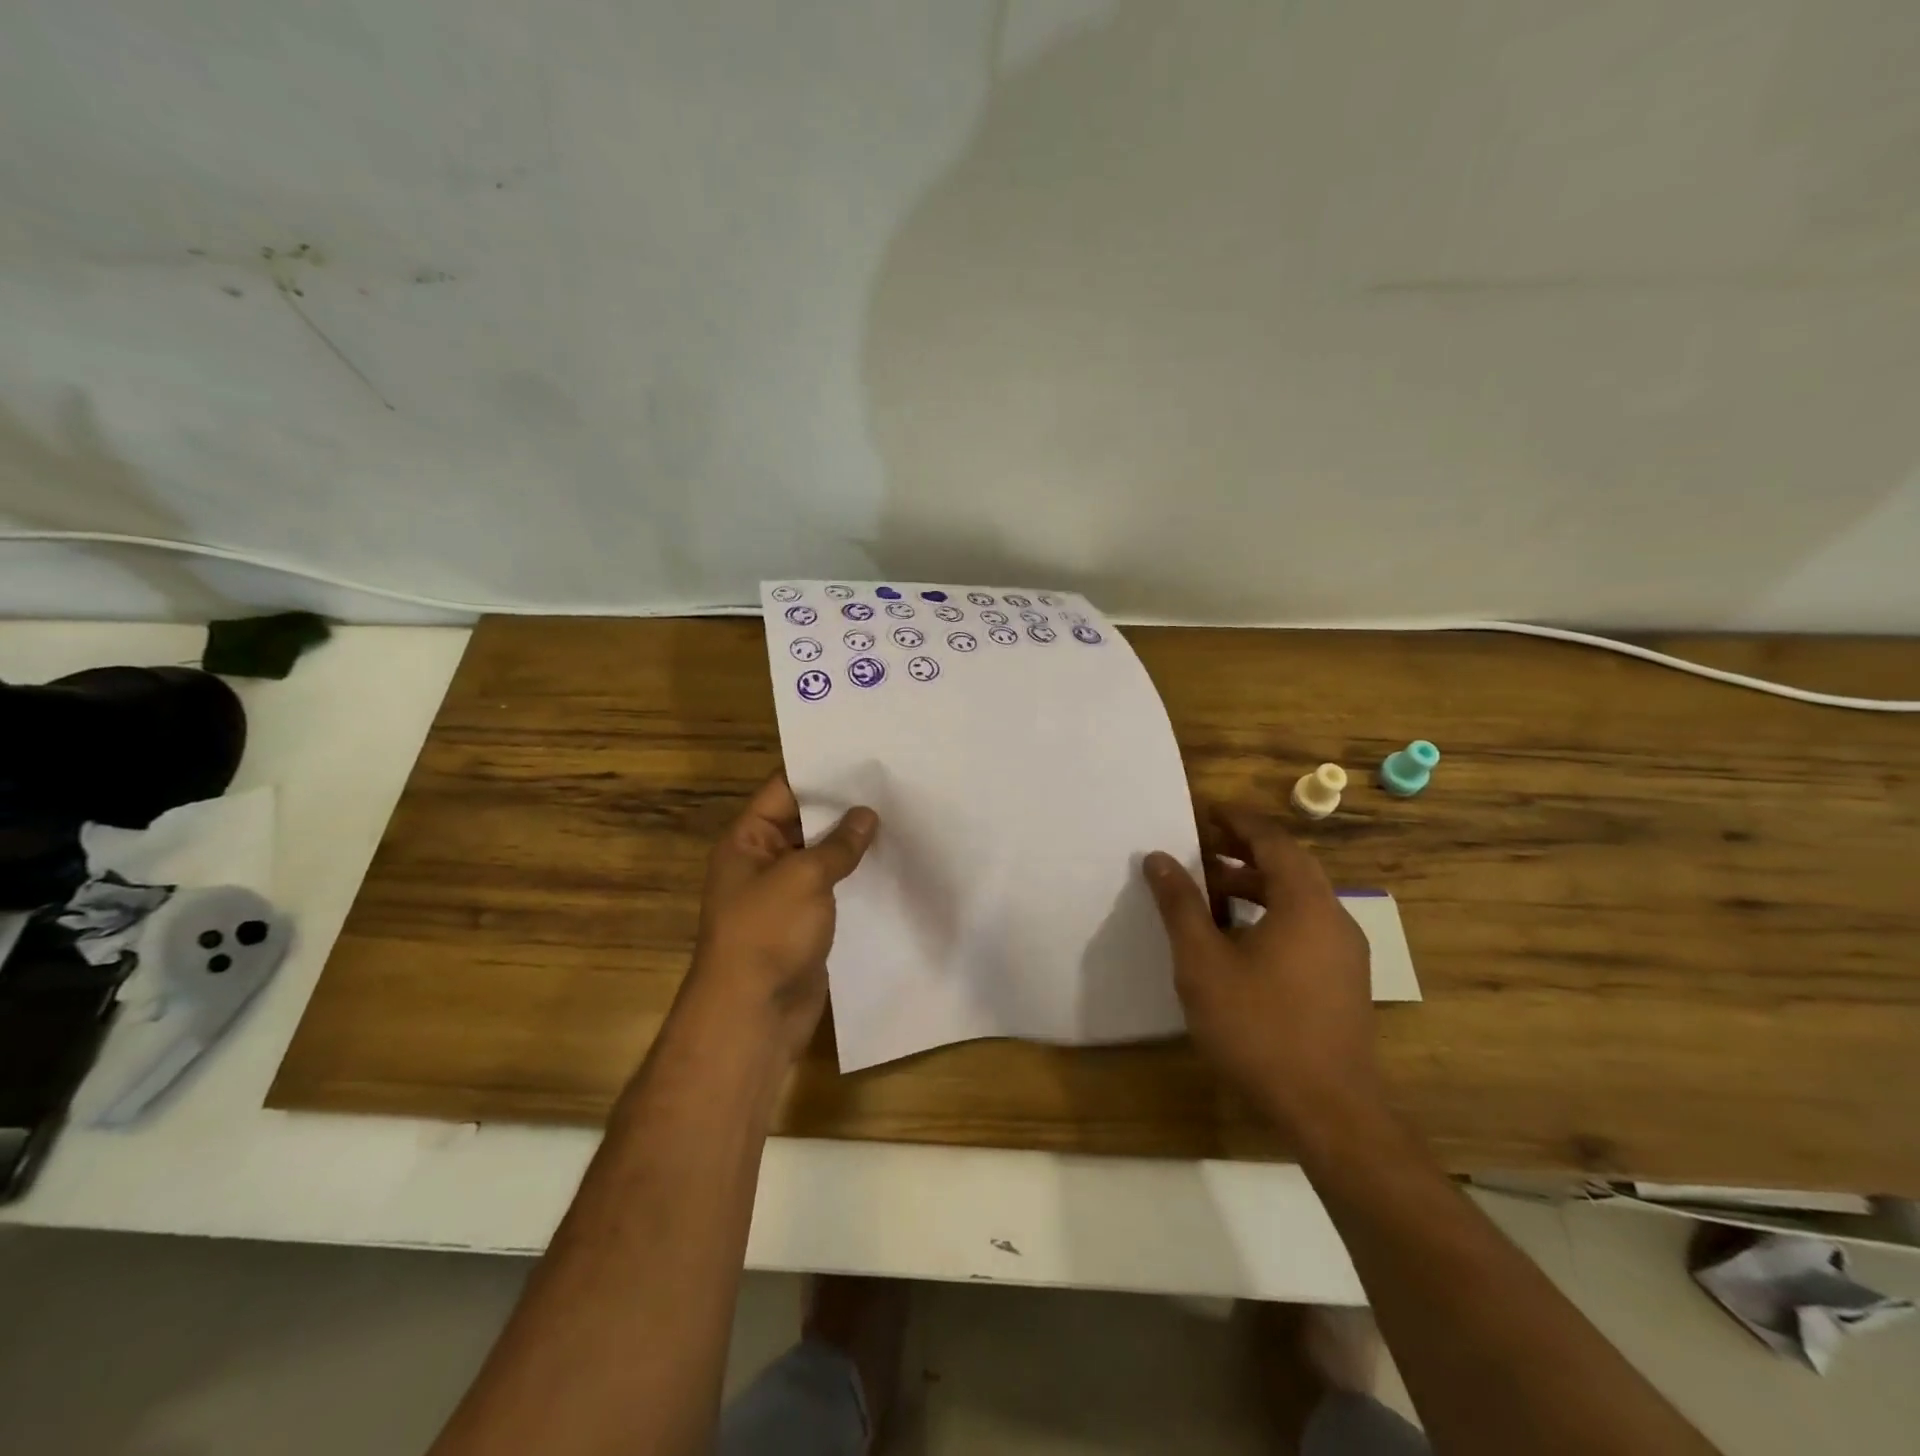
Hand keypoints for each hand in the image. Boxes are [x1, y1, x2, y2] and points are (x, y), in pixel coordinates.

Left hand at [688, 773, 877, 1057]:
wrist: (753, 1014)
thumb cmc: (768, 933)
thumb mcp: (804, 877)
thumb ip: (838, 844)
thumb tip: (866, 815)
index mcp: (747, 840)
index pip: (784, 790)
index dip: (820, 772)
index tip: (862, 755)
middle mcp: (762, 861)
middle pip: (804, 821)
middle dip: (843, 806)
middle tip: (891, 783)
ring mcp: (783, 894)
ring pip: (821, 856)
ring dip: (852, 843)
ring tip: (899, 816)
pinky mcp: (804, 922)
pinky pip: (831, 888)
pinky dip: (855, 876)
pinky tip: (889, 862)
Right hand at [1143, 806, 1382, 1136]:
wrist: (1329, 1111)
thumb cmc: (1259, 1027)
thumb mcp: (1203, 962)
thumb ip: (1180, 905)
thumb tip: (1157, 858)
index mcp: (1305, 903)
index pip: (1273, 840)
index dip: (1238, 821)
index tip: (1205, 811)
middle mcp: (1333, 917)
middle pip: (1289, 866)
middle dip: (1244, 852)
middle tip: (1200, 850)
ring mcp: (1345, 952)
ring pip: (1299, 898)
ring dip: (1255, 886)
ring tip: (1211, 894)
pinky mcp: (1344, 981)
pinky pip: (1305, 926)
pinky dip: (1271, 914)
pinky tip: (1239, 941)